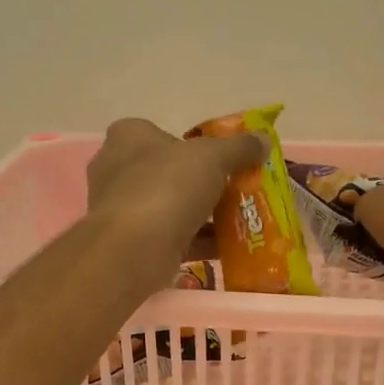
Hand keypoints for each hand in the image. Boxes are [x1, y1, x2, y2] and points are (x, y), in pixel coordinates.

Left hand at [87, 117, 263, 269]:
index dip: (197, 146)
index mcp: (129, 137)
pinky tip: (230, 247)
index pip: (166, 134)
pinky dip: (200, 242)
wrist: (133, 251)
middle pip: (172, 173)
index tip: (225, 161)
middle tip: (238, 191)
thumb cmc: (166, 188)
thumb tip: (264, 139)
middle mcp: (119, 170)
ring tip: (242, 220)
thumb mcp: (212, 157)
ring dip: (206, 216)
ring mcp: (124, 210)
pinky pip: (173, 238)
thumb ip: (240, 148)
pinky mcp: (133, 244)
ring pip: (173, 208)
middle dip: (206, 184)